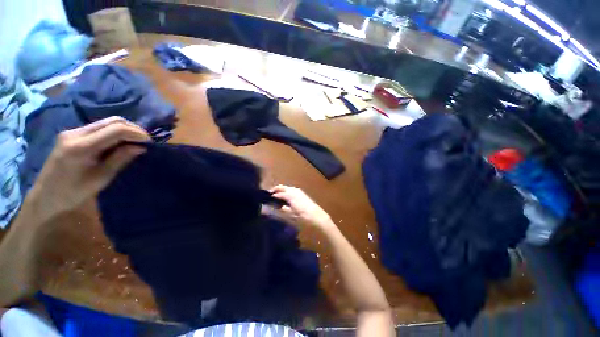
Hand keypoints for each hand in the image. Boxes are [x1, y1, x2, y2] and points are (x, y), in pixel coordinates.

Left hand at [27, 117, 149, 220]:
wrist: (46, 195)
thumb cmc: (74, 193)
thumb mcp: (101, 178)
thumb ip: (120, 159)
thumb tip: (141, 148)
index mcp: (82, 147)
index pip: (116, 130)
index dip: (137, 134)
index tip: (150, 143)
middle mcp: (76, 133)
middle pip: (112, 121)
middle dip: (133, 129)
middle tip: (145, 141)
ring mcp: (72, 132)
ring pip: (106, 122)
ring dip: (125, 129)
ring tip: (136, 141)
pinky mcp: (72, 134)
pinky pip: (99, 127)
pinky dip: (114, 132)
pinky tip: (120, 142)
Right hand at [269, 185, 332, 228]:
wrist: (318, 218)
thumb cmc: (303, 218)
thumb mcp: (291, 216)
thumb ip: (281, 210)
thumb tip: (271, 208)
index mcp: (290, 195)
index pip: (278, 193)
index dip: (272, 195)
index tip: (266, 198)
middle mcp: (294, 191)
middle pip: (283, 187)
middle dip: (276, 189)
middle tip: (269, 194)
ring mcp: (299, 191)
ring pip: (288, 188)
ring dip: (281, 190)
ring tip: (276, 195)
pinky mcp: (303, 194)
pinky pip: (292, 190)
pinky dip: (287, 191)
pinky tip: (286, 197)